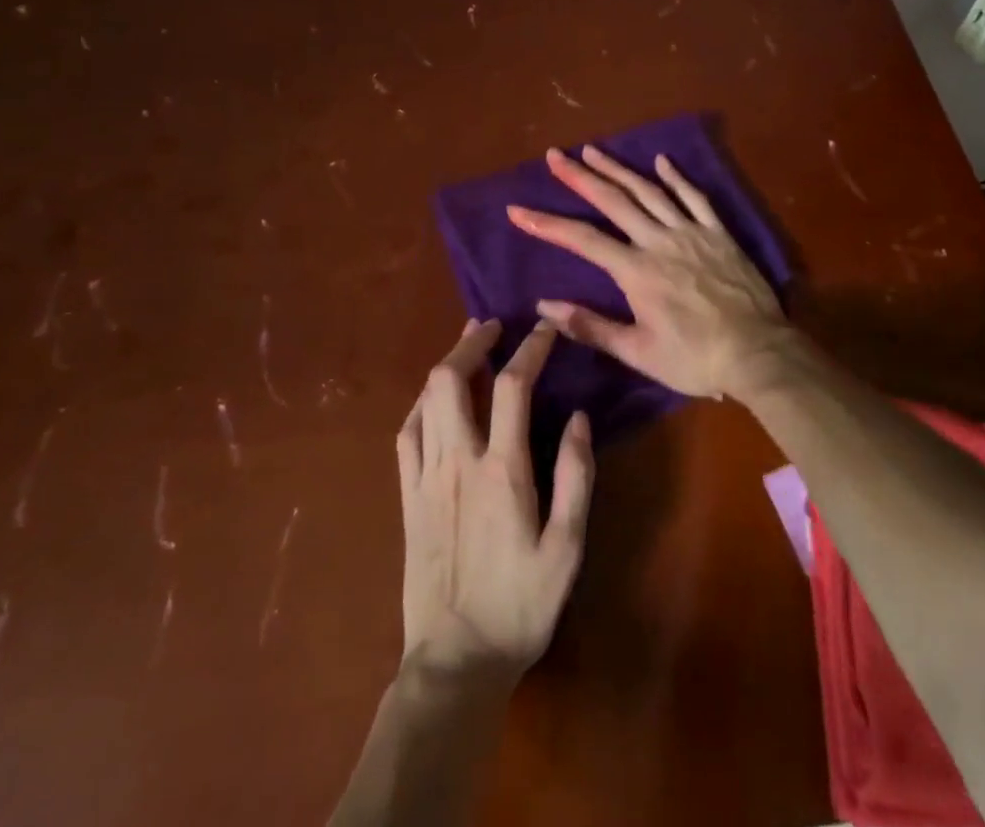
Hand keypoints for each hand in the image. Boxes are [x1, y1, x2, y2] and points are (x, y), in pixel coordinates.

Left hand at [396, 319, 594, 684]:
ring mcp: (425, 476)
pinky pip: (407, 433)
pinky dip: (421, 403)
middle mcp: (458, 460)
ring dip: (447, 363)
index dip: (530, 348)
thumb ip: (575, 478)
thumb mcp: (567, 549)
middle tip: (492, 325)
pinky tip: (433, 398)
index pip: (514, 386)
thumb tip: (578, 417)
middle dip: (472, 341)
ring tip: (467, 346)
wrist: (456, 659)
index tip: (544, 329)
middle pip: (453, 379)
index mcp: (502, 470)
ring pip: (427, 399)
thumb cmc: (520, 605)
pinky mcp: (406, 495)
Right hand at [507, 146, 801, 398]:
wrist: (759, 354)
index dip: (547, 224)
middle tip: (555, 155)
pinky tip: (662, 160)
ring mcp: (691, 232)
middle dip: (580, 176)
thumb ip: (591, 326)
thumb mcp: (638, 352)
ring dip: (619, 168)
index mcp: (636, 270)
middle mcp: (659, 241)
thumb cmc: (695, 358)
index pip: (582, 240)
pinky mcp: (718, 233)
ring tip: (593, 150)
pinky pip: (695, 197)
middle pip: (613, 201)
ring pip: (649, 190)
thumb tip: (544, 307)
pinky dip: (676, 177)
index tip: (518, 210)